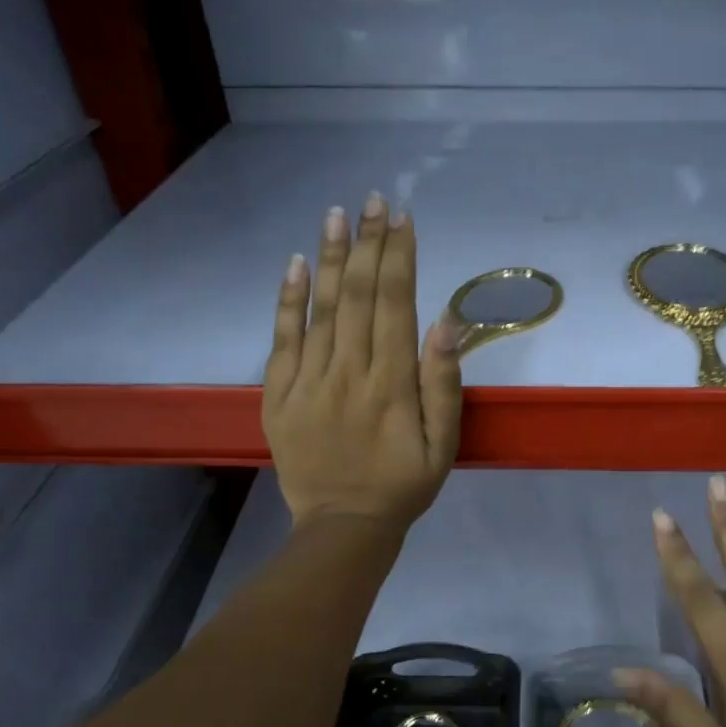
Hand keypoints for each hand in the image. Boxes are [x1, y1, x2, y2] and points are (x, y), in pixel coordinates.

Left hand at [264, 193, 461, 528]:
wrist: (343, 527)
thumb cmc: (403, 486)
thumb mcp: (443, 446)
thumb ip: (444, 385)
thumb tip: (447, 323)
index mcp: (392, 384)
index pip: (395, 305)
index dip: (399, 258)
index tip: (403, 218)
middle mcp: (348, 373)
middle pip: (357, 295)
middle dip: (368, 243)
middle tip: (373, 199)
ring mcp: (308, 383)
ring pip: (319, 308)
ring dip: (329, 257)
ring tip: (336, 213)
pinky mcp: (278, 396)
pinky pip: (281, 339)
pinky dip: (287, 300)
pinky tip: (294, 264)